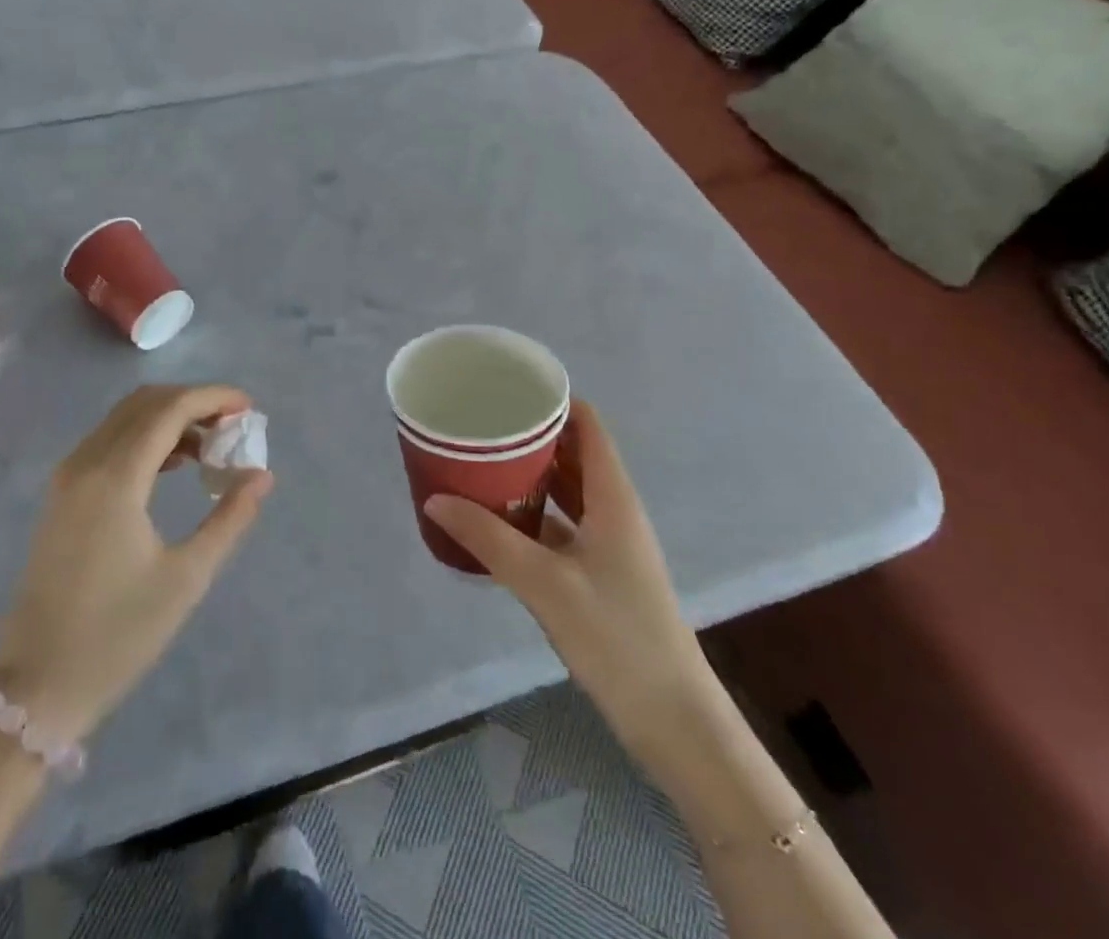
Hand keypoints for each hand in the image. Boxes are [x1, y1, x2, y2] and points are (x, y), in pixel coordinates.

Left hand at [0, 385, 273, 741]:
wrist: (36, 684)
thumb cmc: (117, 634)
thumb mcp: (186, 578)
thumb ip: (230, 518)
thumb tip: (261, 475)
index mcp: (115, 478)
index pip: (169, 409)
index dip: (212, 397)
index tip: (249, 407)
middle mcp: (86, 463)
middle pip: (146, 403)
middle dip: (194, 402)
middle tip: (233, 426)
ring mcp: (69, 476)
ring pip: (125, 418)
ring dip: (170, 418)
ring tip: (212, 447)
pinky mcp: (63, 494)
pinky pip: (109, 441)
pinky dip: (146, 437)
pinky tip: (175, 466)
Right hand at [423, 401, 713, 759]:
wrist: (672, 721)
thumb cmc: (616, 637)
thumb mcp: (544, 583)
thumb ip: (489, 539)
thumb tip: (436, 499)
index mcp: (613, 498)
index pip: (589, 426)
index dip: (555, 401)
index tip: (510, 387)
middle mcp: (613, 511)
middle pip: (573, 455)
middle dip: (531, 436)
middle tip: (482, 425)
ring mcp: (608, 545)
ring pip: (567, 492)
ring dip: (531, 476)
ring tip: (481, 463)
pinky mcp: (599, 574)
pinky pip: (562, 527)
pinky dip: (533, 515)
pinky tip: (497, 521)